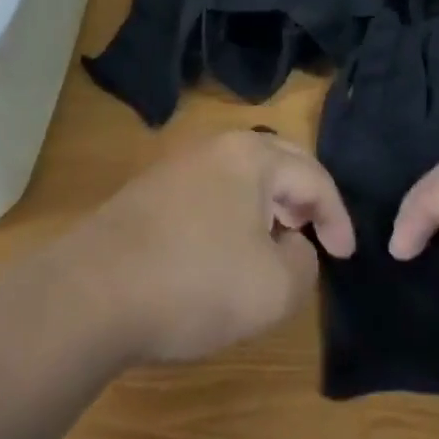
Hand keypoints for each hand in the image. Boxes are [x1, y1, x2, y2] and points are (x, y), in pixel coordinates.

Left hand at [62, 131, 355, 364]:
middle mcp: (217, 146)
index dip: (337, 217)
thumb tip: (292, 248)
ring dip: (268, 205)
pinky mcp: (152, 190)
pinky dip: (234, 213)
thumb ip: (303, 265)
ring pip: (242, 175)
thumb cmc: (194, 282)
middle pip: (278, 161)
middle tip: (315, 235)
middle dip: (304, 197)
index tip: (346, 255)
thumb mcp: (273, 289)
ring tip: (274, 245)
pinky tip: (224, 252)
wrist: (91, 292)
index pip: (313, 176)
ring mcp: (179, 164)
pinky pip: (212, 190)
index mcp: (252, 155)